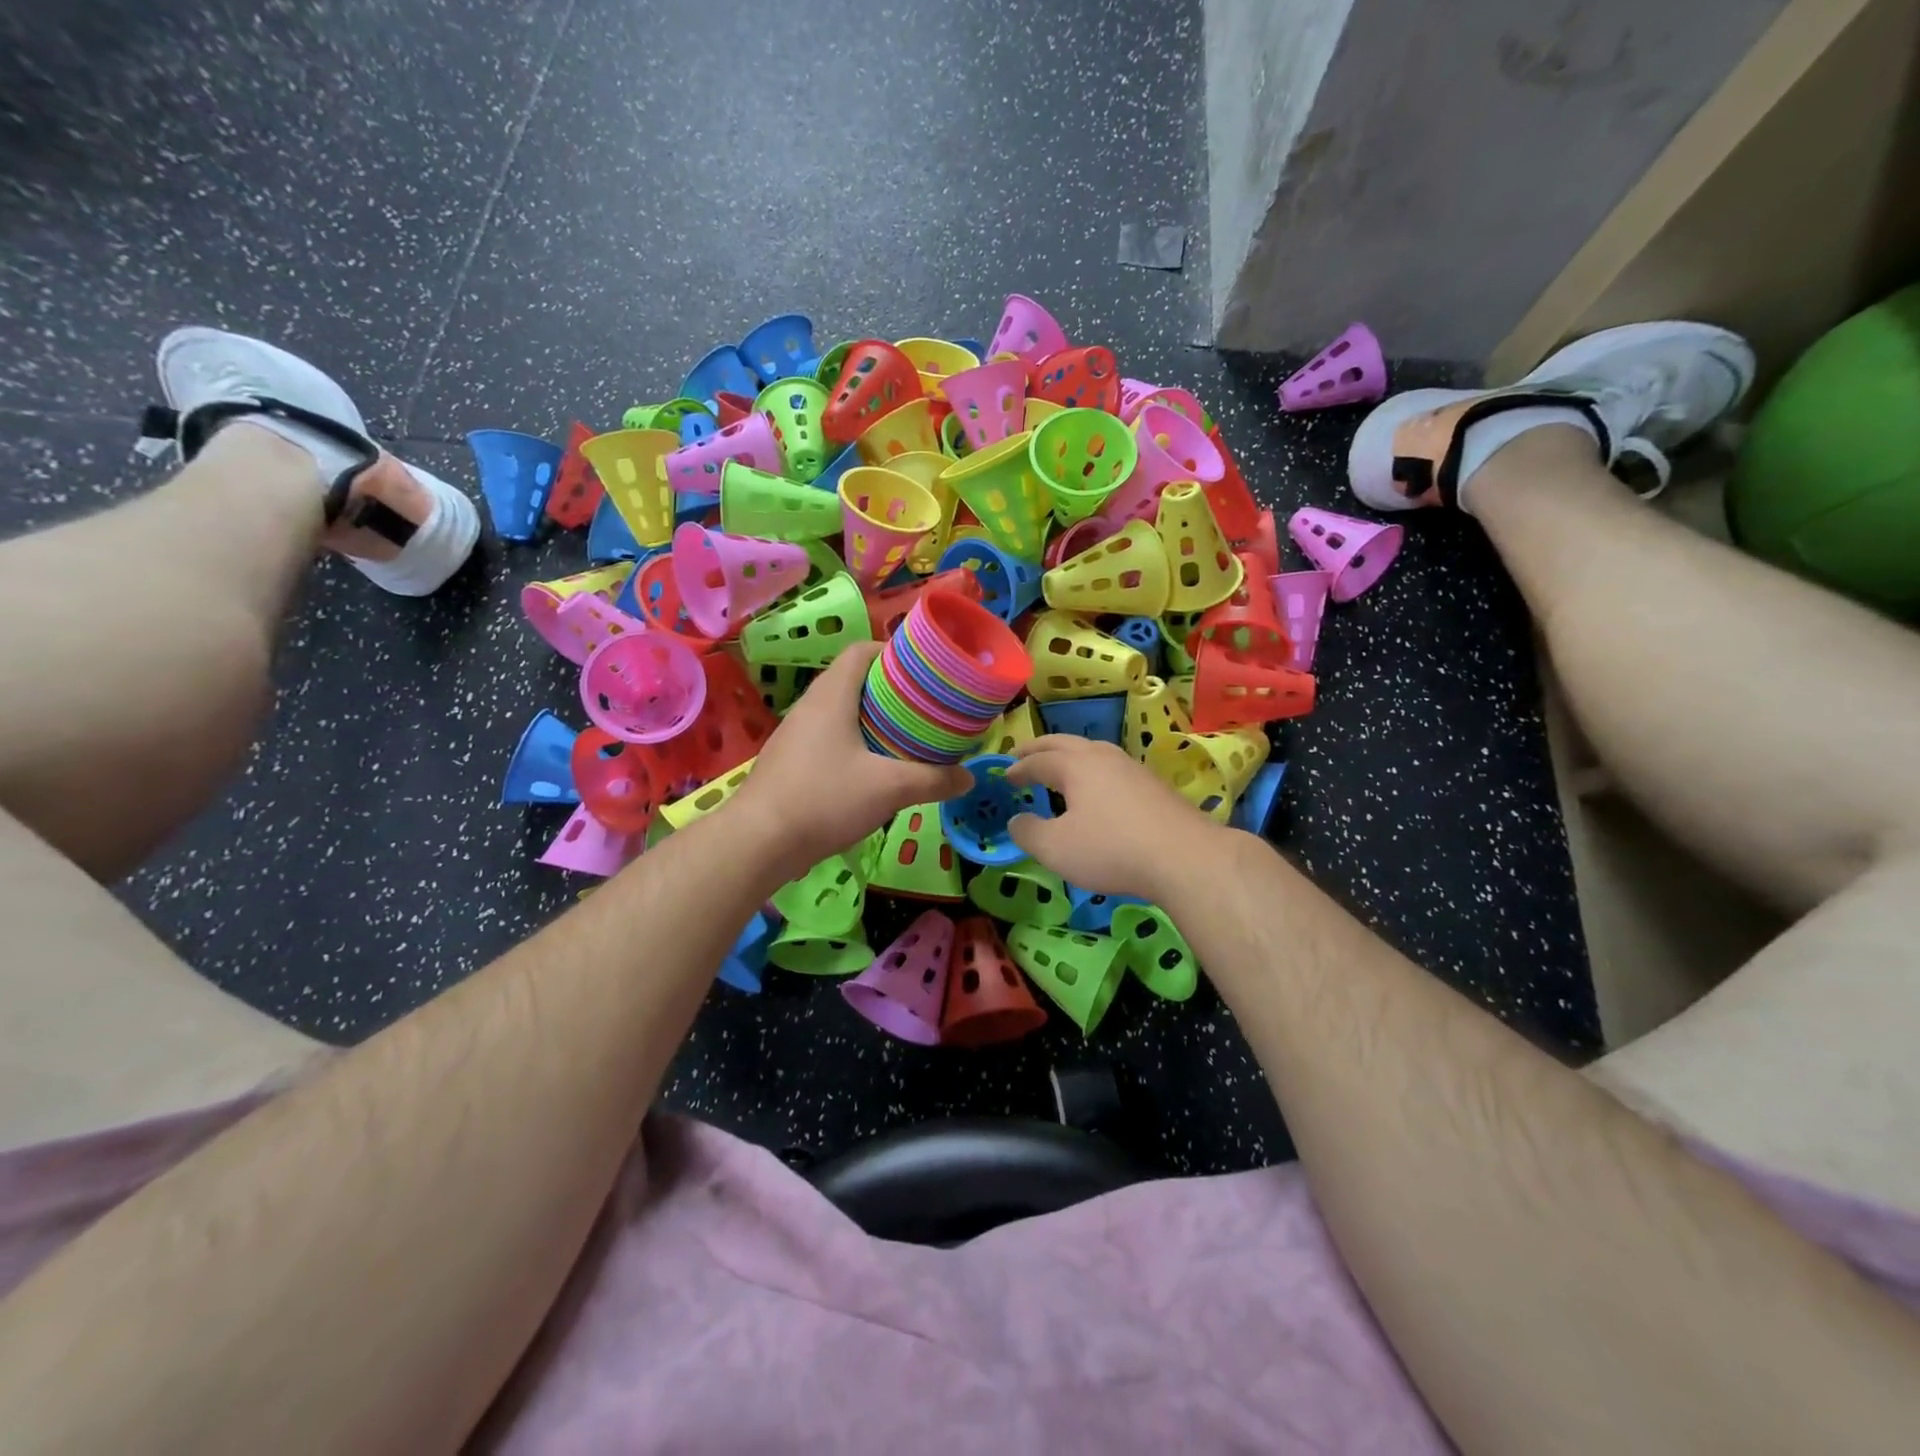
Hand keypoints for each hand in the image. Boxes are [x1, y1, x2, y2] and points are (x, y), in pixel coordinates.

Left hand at [726, 643, 971, 881]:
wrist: (758, 841)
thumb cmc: (825, 798)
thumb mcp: (890, 789)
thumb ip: (933, 780)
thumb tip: (968, 777)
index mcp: (832, 695)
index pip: (861, 651)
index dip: (893, 651)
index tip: (924, 670)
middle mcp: (810, 705)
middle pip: (853, 680)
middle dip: (890, 689)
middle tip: (924, 707)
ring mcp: (795, 734)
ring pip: (840, 711)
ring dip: (871, 718)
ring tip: (905, 737)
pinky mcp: (789, 760)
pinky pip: (828, 737)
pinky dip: (853, 742)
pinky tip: (872, 769)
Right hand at [1005, 735, 1229, 900]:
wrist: (1185, 857)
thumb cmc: (1111, 849)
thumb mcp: (1056, 848)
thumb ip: (1028, 833)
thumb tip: (1015, 821)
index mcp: (1075, 765)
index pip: (1038, 760)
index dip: (1018, 768)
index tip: (1004, 776)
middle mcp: (1103, 757)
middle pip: (1065, 744)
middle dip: (1040, 749)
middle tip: (1021, 754)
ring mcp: (1132, 768)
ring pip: (1093, 751)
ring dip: (1069, 755)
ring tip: (1059, 767)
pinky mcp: (1153, 785)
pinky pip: (1112, 768)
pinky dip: (1092, 771)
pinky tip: (1098, 789)